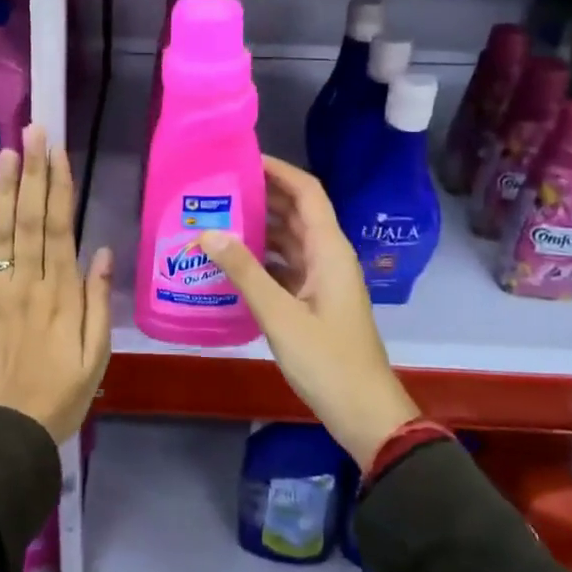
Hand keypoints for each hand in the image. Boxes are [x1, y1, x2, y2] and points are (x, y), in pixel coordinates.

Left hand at [0, 124, 113, 442]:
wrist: (7, 433)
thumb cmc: (61, 395)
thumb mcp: (97, 356)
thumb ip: (99, 302)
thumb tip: (103, 251)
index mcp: (63, 294)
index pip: (61, 227)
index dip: (59, 186)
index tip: (58, 151)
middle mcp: (29, 283)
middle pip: (31, 218)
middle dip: (33, 172)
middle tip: (33, 132)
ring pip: (3, 231)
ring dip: (5, 188)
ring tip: (8, 150)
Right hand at [200, 157, 418, 468]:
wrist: (364, 412)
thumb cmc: (327, 360)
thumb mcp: (280, 315)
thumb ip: (244, 272)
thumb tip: (208, 232)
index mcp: (329, 250)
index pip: (307, 192)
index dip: (279, 170)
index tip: (242, 159)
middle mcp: (329, 256)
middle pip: (297, 211)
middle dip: (262, 194)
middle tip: (218, 187)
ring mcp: (324, 279)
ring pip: (290, 239)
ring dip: (260, 226)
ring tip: (217, 217)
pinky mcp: (315, 300)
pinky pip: (287, 265)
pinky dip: (262, 257)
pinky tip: (231, 262)